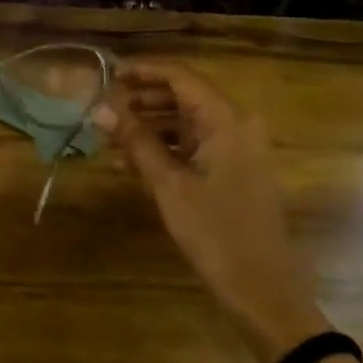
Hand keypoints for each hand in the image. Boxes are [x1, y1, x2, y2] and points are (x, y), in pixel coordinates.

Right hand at [94, 61, 327, 362]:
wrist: (263, 291)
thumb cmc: (216, 233)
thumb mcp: (168, 185)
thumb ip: (135, 140)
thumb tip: (99, 108)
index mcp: (227, 119)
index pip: (179, 76)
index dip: (141, 71)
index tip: (105, 74)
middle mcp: (236, 124)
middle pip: (183, 94)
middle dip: (141, 98)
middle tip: (102, 108)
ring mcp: (238, 147)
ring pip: (186, 119)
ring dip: (149, 123)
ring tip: (110, 136)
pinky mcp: (234, 169)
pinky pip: (194, 142)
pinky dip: (165, 145)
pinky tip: (131, 160)